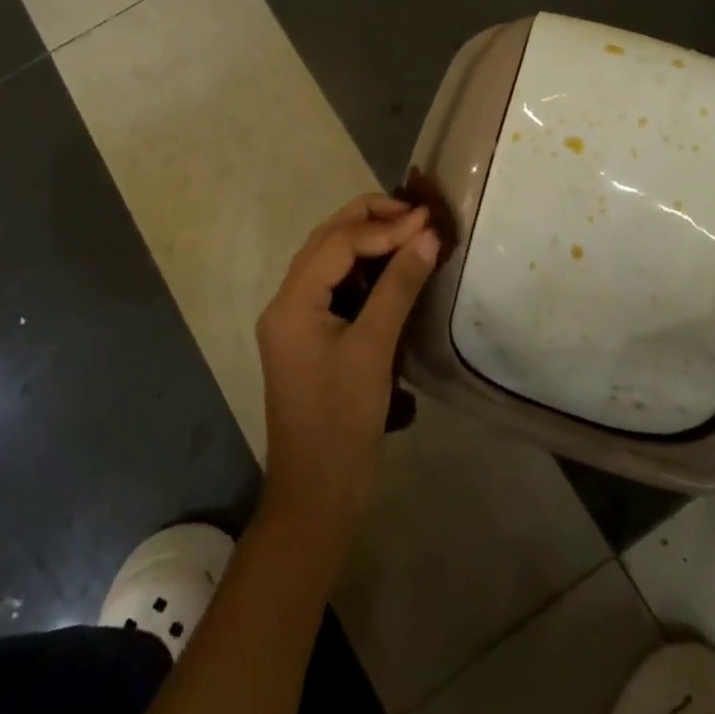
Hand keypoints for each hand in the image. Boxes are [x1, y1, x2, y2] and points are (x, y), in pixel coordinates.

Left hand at [256, 196, 440, 538]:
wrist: (316, 497)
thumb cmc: (342, 422)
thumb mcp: (374, 349)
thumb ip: (399, 286)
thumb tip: (427, 236)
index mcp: (291, 302)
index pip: (338, 243)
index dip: (384, 226)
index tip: (428, 219)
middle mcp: (286, 302)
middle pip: (326, 242)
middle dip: (370, 222)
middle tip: (417, 217)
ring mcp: (295, 321)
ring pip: (330, 262)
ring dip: (367, 243)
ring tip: (410, 234)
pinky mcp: (309, 338)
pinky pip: (334, 288)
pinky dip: (364, 272)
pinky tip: (393, 271)